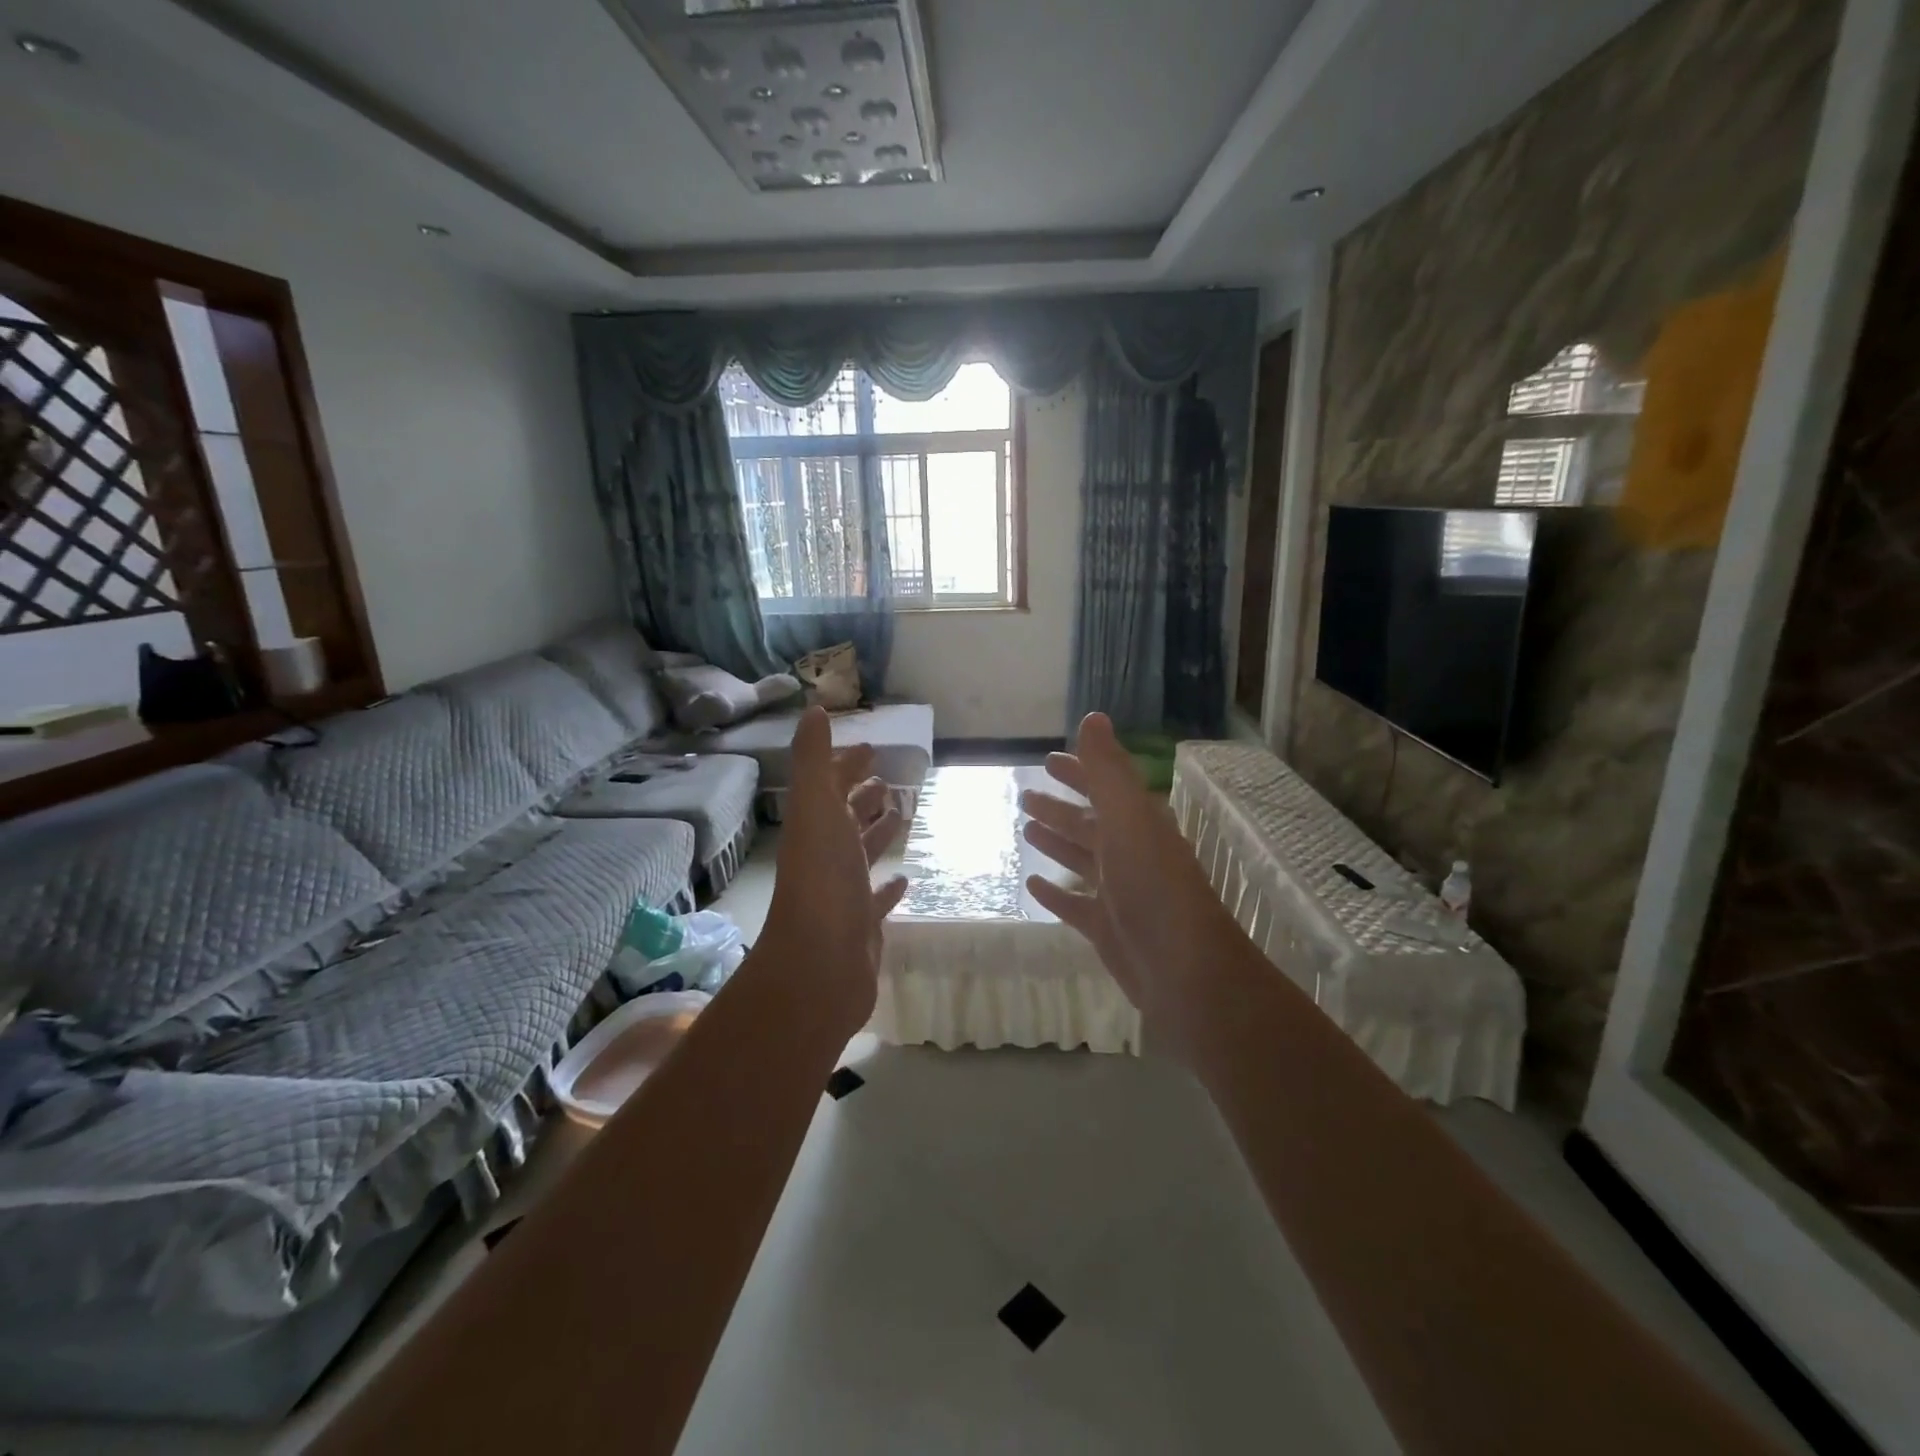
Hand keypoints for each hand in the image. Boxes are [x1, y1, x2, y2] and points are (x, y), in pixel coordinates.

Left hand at [761, 708, 908, 1028]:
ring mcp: (844, 892)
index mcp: (816, 826)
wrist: (821, 964)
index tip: (871, 748)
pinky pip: (878, 898)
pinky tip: (905, 876)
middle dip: (863, 796)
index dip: (846, 765)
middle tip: (889, 780)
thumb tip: (813, 710)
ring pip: (862, 854)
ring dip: (877, 833)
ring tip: (900, 813)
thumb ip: (814, 760)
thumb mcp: (816, 808)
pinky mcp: (863, 924)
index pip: (831, 786)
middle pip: (846, 818)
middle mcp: (826, 856)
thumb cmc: (823, 879)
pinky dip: (889, 885)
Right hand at [1020, 713, 1236, 1049]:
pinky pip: (1074, 904)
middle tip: (1024, 796)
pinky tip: (1032, 883)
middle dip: (1060, 807)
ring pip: (1081, 859)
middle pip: (1089, 822)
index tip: (1047, 760)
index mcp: (1138, 823)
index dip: (1078, 771)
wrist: (1183, 970)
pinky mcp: (1106, 928)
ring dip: (1056, 842)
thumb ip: (1107, 770)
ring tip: (1025, 828)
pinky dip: (1055, 892)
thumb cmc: (1154, 885)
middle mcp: (1130, 853)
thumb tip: (1093, 717)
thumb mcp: (1128, 818)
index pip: (1104, 787)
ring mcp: (1118, 892)